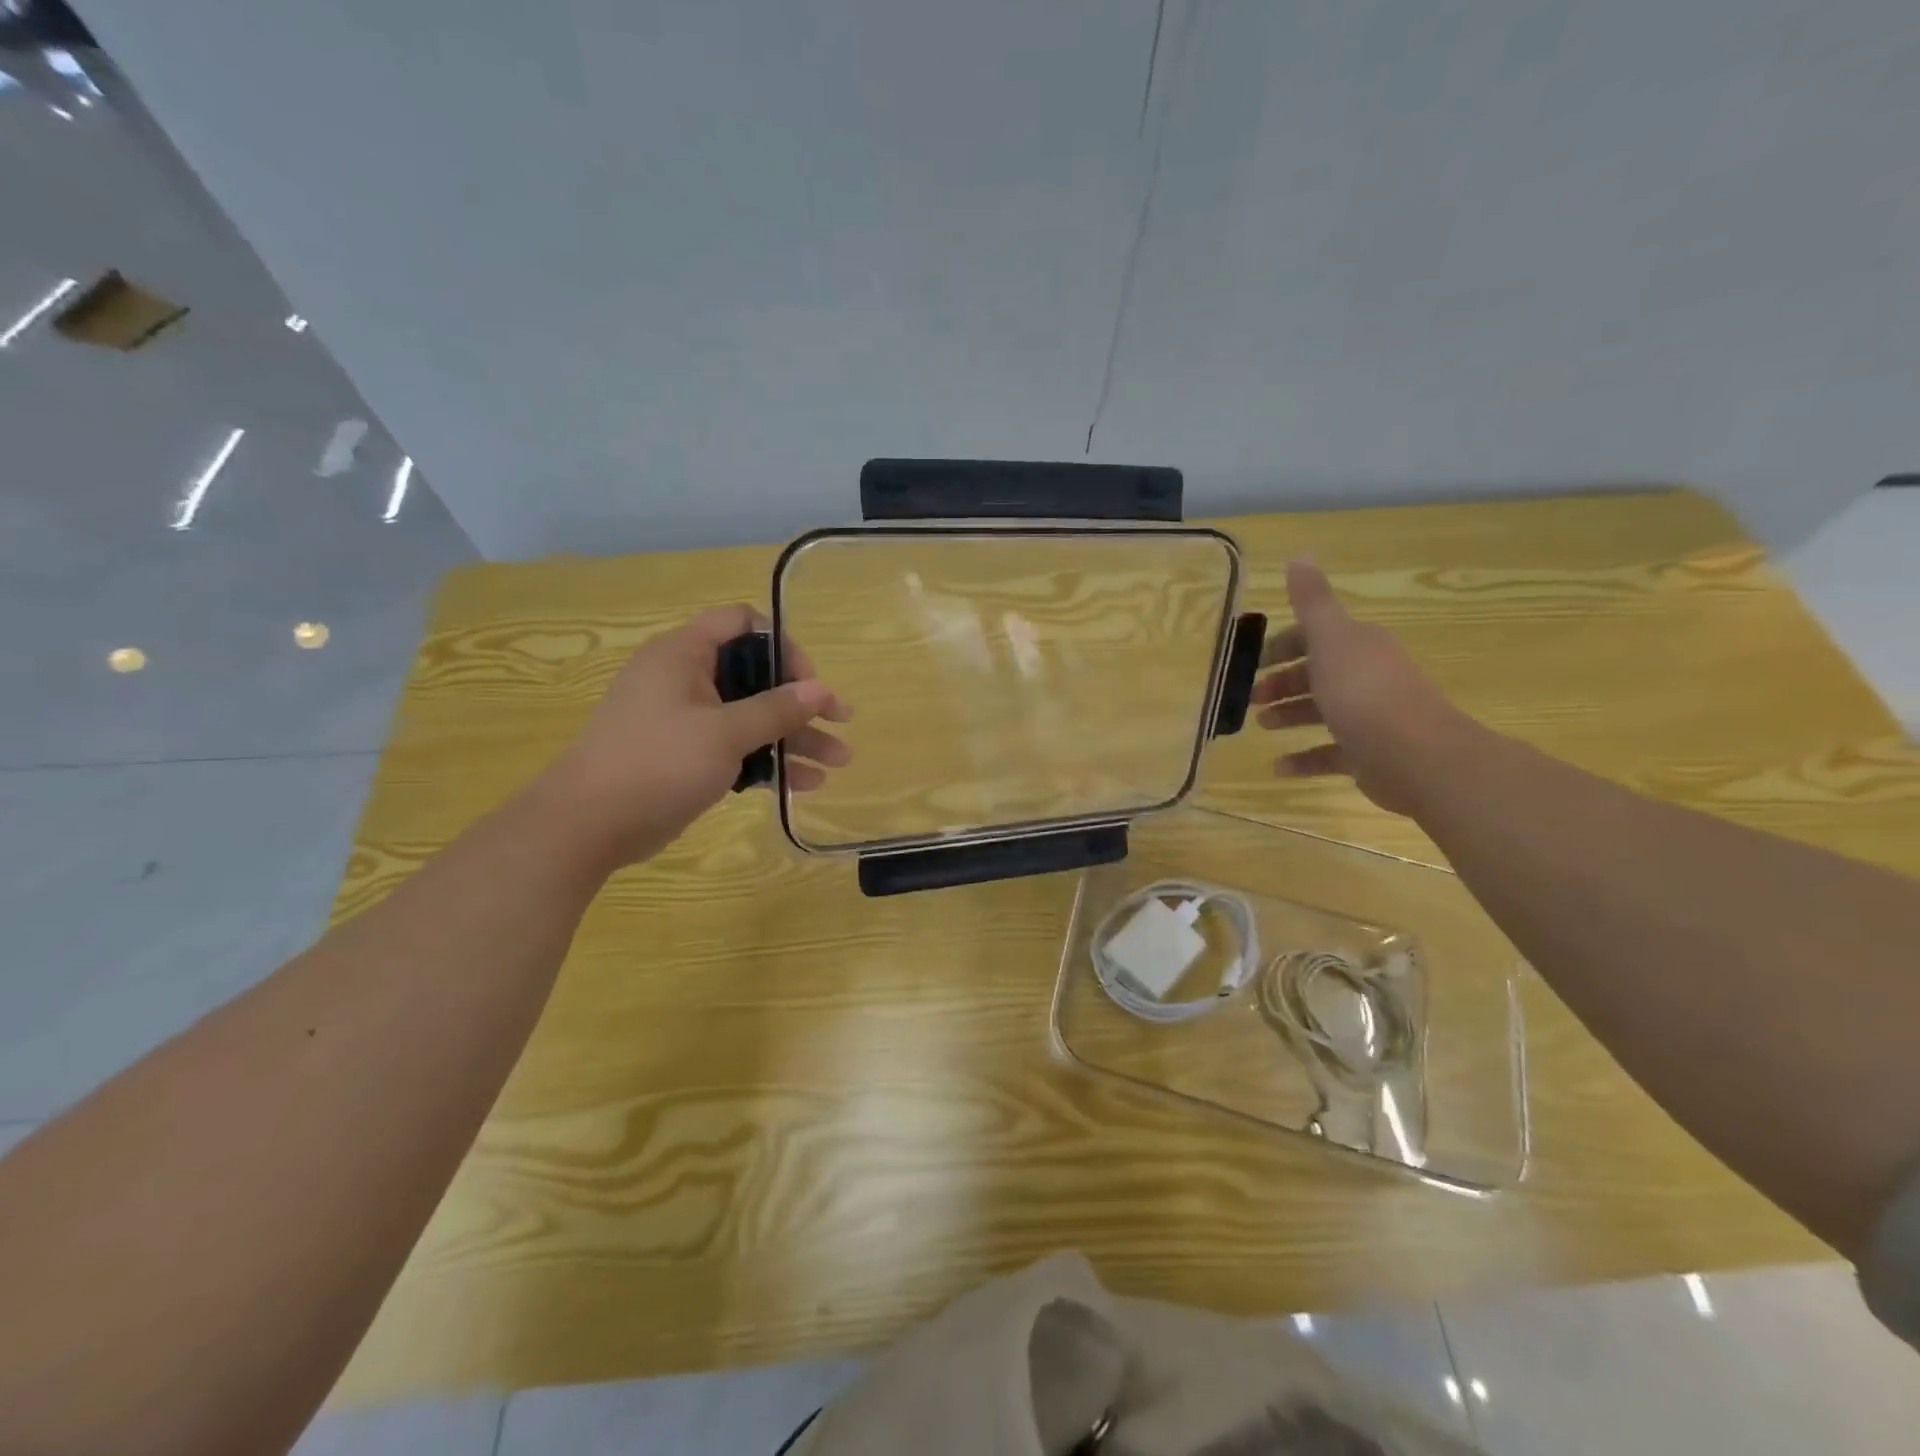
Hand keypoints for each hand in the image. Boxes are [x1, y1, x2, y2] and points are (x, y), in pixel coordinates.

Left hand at [534, 605, 851, 866]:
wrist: (589, 825)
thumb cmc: (658, 762)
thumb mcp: (725, 732)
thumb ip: (777, 708)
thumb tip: (821, 689)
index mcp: (684, 654)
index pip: (742, 624)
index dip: (782, 645)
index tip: (809, 681)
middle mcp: (685, 679)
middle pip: (755, 677)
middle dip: (802, 701)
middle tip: (842, 721)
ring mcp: (686, 720)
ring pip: (751, 717)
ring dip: (794, 737)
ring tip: (839, 761)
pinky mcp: (686, 756)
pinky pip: (737, 748)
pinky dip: (768, 761)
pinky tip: (806, 783)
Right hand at [1252, 560, 1480, 815]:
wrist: (1416, 756)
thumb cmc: (1363, 693)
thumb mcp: (1331, 639)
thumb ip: (1312, 601)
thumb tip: (1300, 554)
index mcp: (1357, 646)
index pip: (1316, 637)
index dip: (1283, 645)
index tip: (1252, 662)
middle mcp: (1366, 677)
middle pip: (1316, 674)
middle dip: (1281, 682)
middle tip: (1251, 698)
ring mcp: (1369, 717)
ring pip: (1321, 711)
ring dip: (1288, 715)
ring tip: (1261, 726)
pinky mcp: (1368, 754)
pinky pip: (1328, 754)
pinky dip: (1302, 759)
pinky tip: (1278, 767)